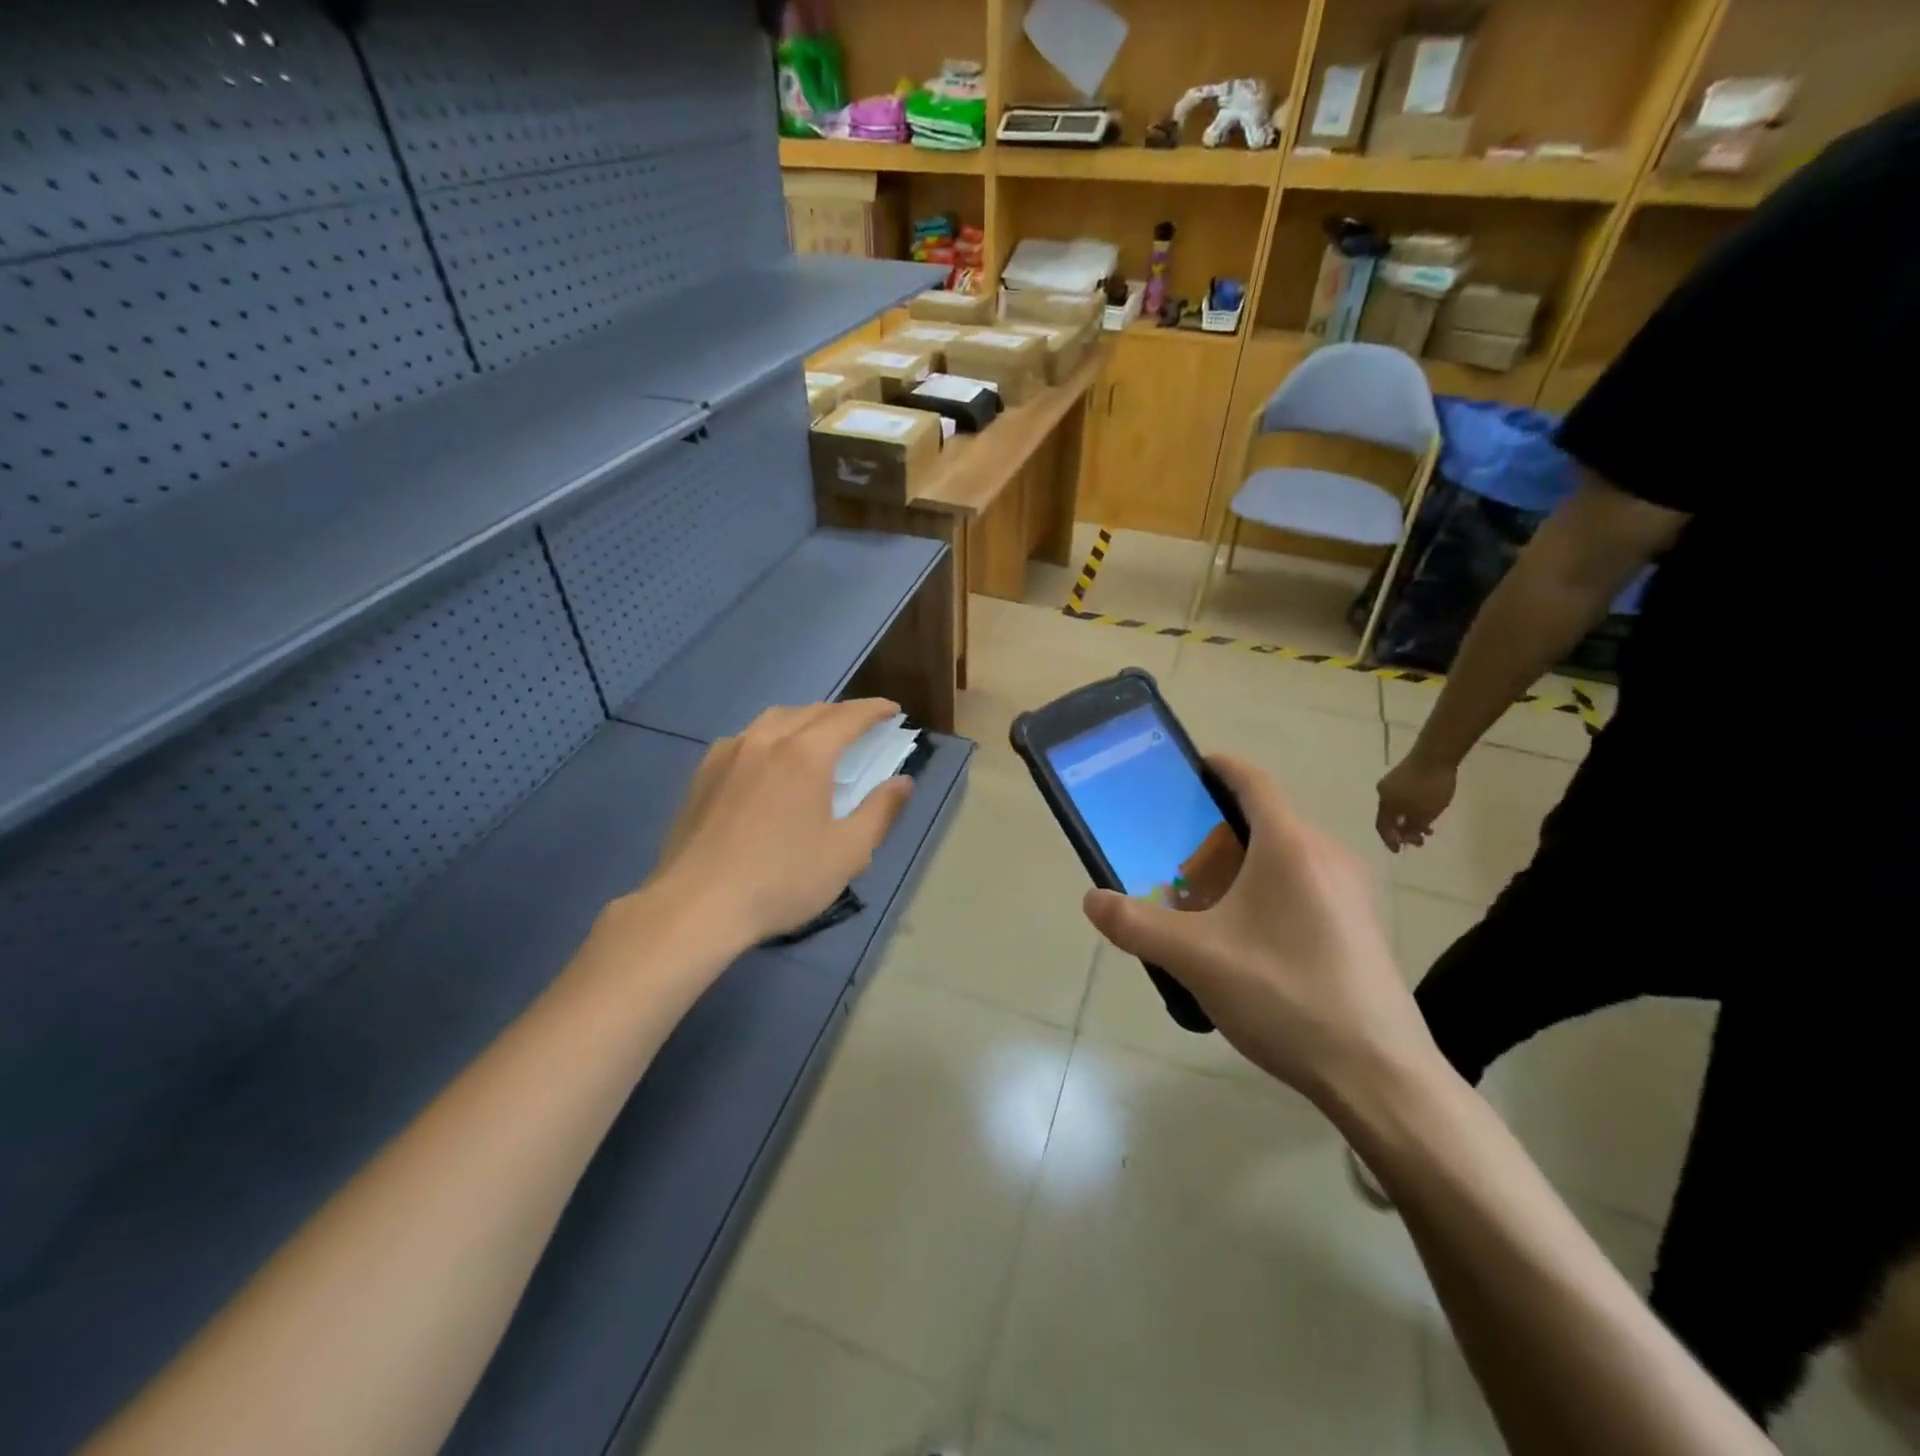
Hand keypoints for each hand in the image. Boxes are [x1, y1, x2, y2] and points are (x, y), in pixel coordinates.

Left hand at [645, 699, 913, 949]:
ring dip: (804, 719)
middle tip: (862, 726)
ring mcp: (728, 753)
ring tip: (817, 736)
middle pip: (810, 711)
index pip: (848, 717)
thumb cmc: (782, 880)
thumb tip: (903, 781)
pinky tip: (768, 760)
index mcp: (805, 754)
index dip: (874, 710)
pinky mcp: (703, 773)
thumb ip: (880, 811)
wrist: (696, 905)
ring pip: (773, 719)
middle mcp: (766, 740)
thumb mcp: (847, 852)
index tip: (893, 709)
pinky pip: (745, 738)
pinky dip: (770, 736)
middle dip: (841, 713)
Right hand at [1083, 755, 1434, 1104]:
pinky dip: (1269, 888)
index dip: (1217, 766)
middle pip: (1266, 818)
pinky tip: (1246, 935)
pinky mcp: (1361, 925)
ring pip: (1286, 854)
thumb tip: (1092, 900)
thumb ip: (1136, 925)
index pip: (1252, 780)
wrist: (1378, 1074)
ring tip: (1202, 894)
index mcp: (1290, 845)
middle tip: (1173, 849)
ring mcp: (1352, 891)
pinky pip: (1306, 884)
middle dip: (1217, 825)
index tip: (1183, 771)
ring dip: (1243, 861)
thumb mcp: (1196, 959)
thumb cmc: (1285, 996)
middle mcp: (1327, 855)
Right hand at [1375, 753, 1456, 851]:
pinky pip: (1403, 797)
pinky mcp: (1402, 774)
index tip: (1398, 851)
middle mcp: (1383, 793)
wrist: (1435, 755)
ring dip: (1410, 819)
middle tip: (1418, 841)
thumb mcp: (1425, 814)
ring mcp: (1391, 782)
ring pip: (1398, 807)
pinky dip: (1412, 807)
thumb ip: (1413, 828)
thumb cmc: (1429, 788)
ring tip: (1428, 828)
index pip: (1382, 827)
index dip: (1389, 840)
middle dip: (1403, 831)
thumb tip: (1405, 836)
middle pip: (1390, 817)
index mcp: (1385, 804)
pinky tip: (1427, 810)